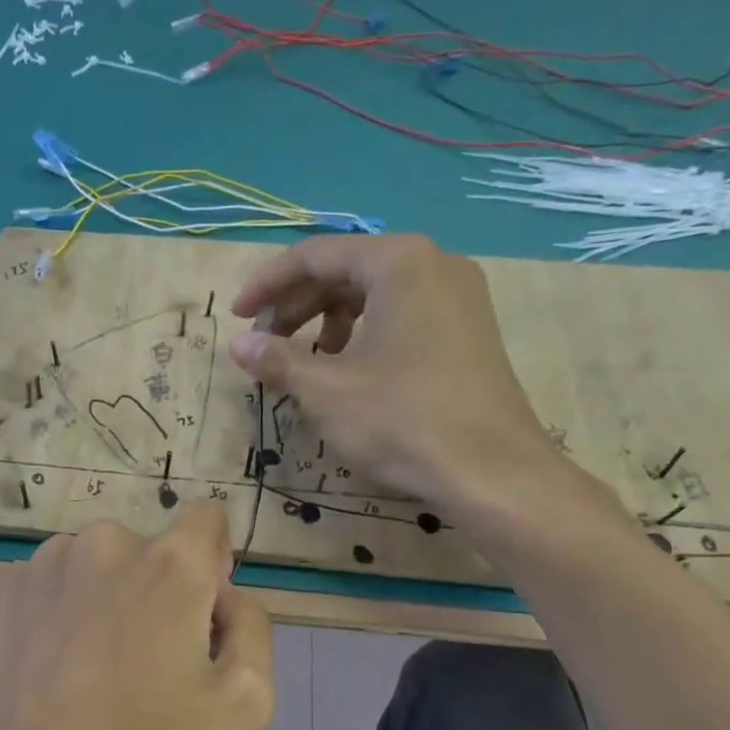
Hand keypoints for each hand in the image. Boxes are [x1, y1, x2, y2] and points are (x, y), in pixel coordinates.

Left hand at [0, 502, 273, 729]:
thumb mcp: (246, 703)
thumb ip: (253, 626)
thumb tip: (224, 596)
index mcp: (169, 563)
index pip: (206, 517)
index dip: (213, 562)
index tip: (200, 615)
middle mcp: (106, 542)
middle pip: (152, 549)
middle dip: (162, 589)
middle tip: (148, 662)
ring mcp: (48, 561)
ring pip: (103, 564)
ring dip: (112, 597)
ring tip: (96, 667)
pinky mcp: (7, 587)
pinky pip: (59, 582)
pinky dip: (68, 609)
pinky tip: (57, 665)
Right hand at [229, 234, 595, 537]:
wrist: (492, 472)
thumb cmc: (401, 420)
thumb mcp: (326, 390)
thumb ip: (277, 360)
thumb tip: (238, 344)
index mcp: (398, 262)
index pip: (315, 256)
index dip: (267, 286)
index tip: (238, 317)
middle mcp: (434, 264)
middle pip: (347, 271)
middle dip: (297, 306)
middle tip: (265, 345)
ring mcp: (459, 297)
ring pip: (375, 295)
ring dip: (329, 321)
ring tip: (306, 362)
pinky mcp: (469, 331)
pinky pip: (403, 315)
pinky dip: (365, 334)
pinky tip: (351, 372)